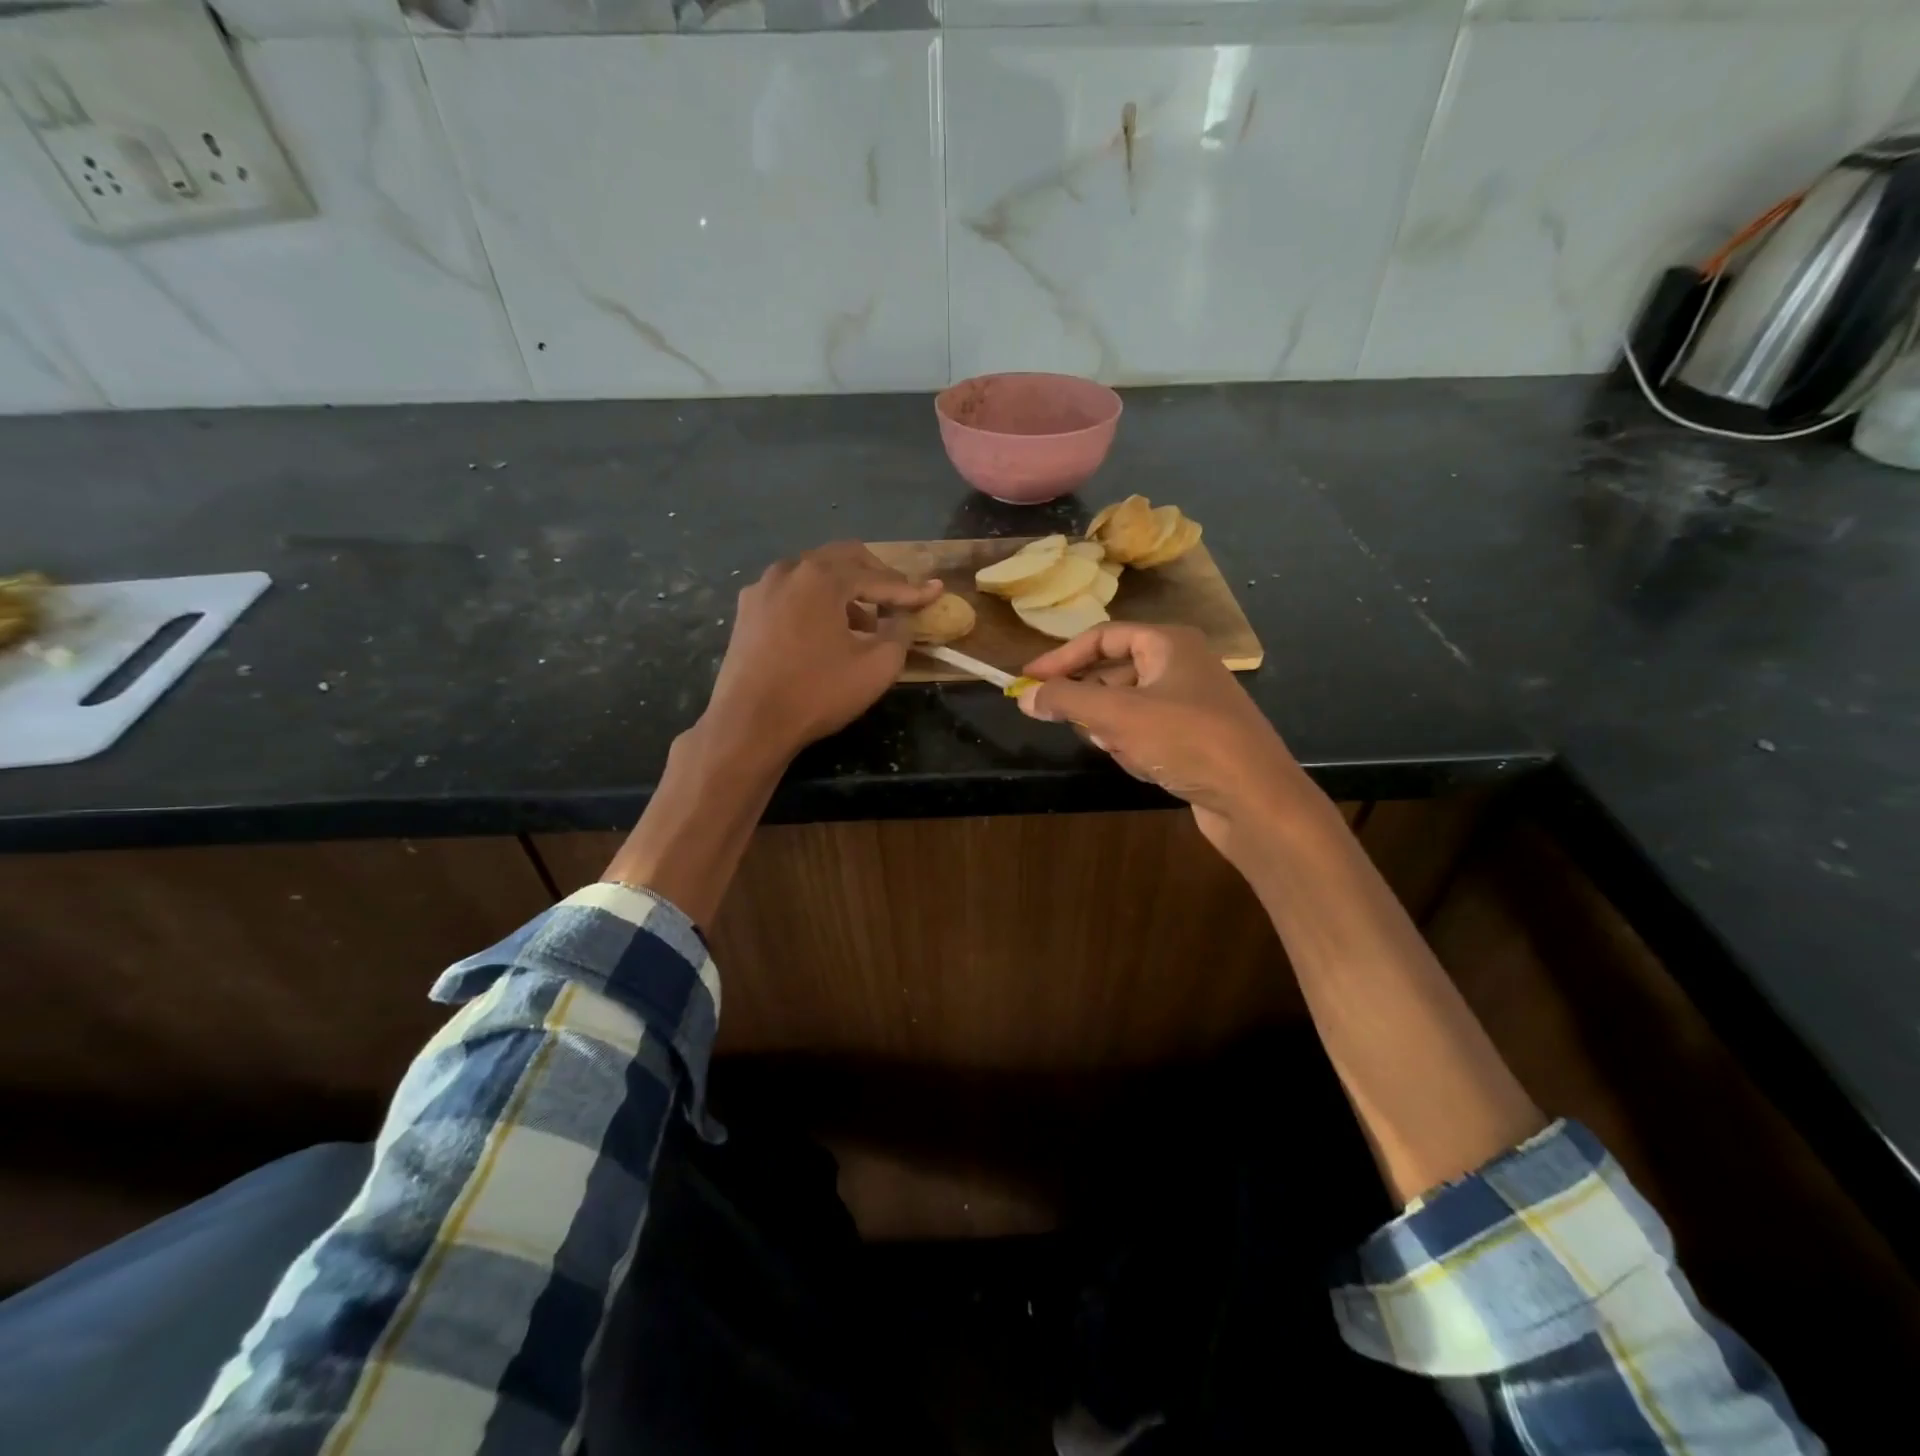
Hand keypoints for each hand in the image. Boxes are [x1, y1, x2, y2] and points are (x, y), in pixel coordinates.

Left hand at [702, 541, 940, 763]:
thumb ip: (899, 632)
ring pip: (814, 574)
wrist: (749, 723)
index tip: (935, 593)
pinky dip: (816, 602)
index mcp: (821, 577)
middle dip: (876, 576)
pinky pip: (791, 593)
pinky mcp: (747, 612)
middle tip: (899, 599)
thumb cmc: (817, 692)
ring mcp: (762, 589)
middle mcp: (789, 570)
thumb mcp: (876, 666)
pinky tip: (826, 631)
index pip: (877, 577)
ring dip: (845, 590)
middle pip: (843, 558)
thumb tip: (901, 617)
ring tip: (864, 622)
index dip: (910, 590)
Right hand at [1016, 623, 1307, 854]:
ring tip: (1121, 749)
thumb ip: (1065, 701)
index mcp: (1169, 643)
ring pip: (1128, 707)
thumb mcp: (1116, 715)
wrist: (1254, 798)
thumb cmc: (1185, 740)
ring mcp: (1192, 703)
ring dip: (1114, 729)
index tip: (1027, 681)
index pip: (1102, 638)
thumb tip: (1024, 697)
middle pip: (1113, 672)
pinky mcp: (1195, 738)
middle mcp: (1182, 665)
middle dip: (1091, 702)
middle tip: (1063, 720)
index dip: (1061, 658)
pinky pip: (1147, 733)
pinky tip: (1145, 766)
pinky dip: (1136, 747)